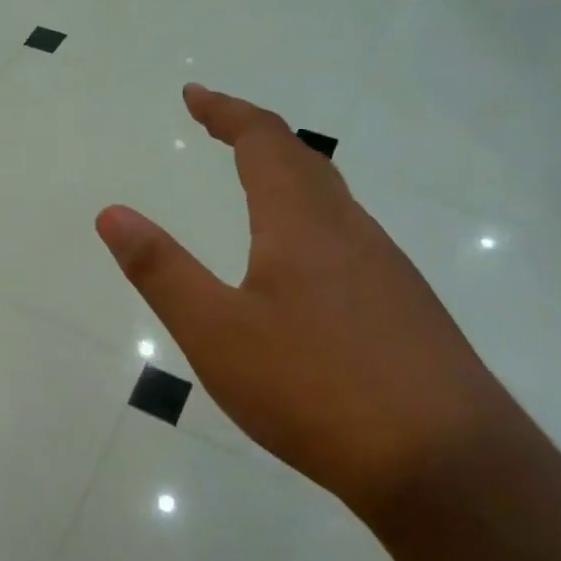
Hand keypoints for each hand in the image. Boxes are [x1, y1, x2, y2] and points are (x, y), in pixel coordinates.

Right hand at [95, 84, 518, 516]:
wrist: (449, 466)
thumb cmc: (315, 389)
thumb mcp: (216, 333)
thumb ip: (161, 270)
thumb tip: (111, 213)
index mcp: (301, 223)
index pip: (262, 141)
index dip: (226, 111)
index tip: (194, 95)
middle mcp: (350, 231)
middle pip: (303, 160)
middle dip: (256, 134)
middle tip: (219, 127)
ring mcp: (387, 269)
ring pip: (333, 200)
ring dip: (289, 176)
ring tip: (257, 184)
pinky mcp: (407, 308)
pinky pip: (351, 238)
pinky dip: (313, 219)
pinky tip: (306, 265)